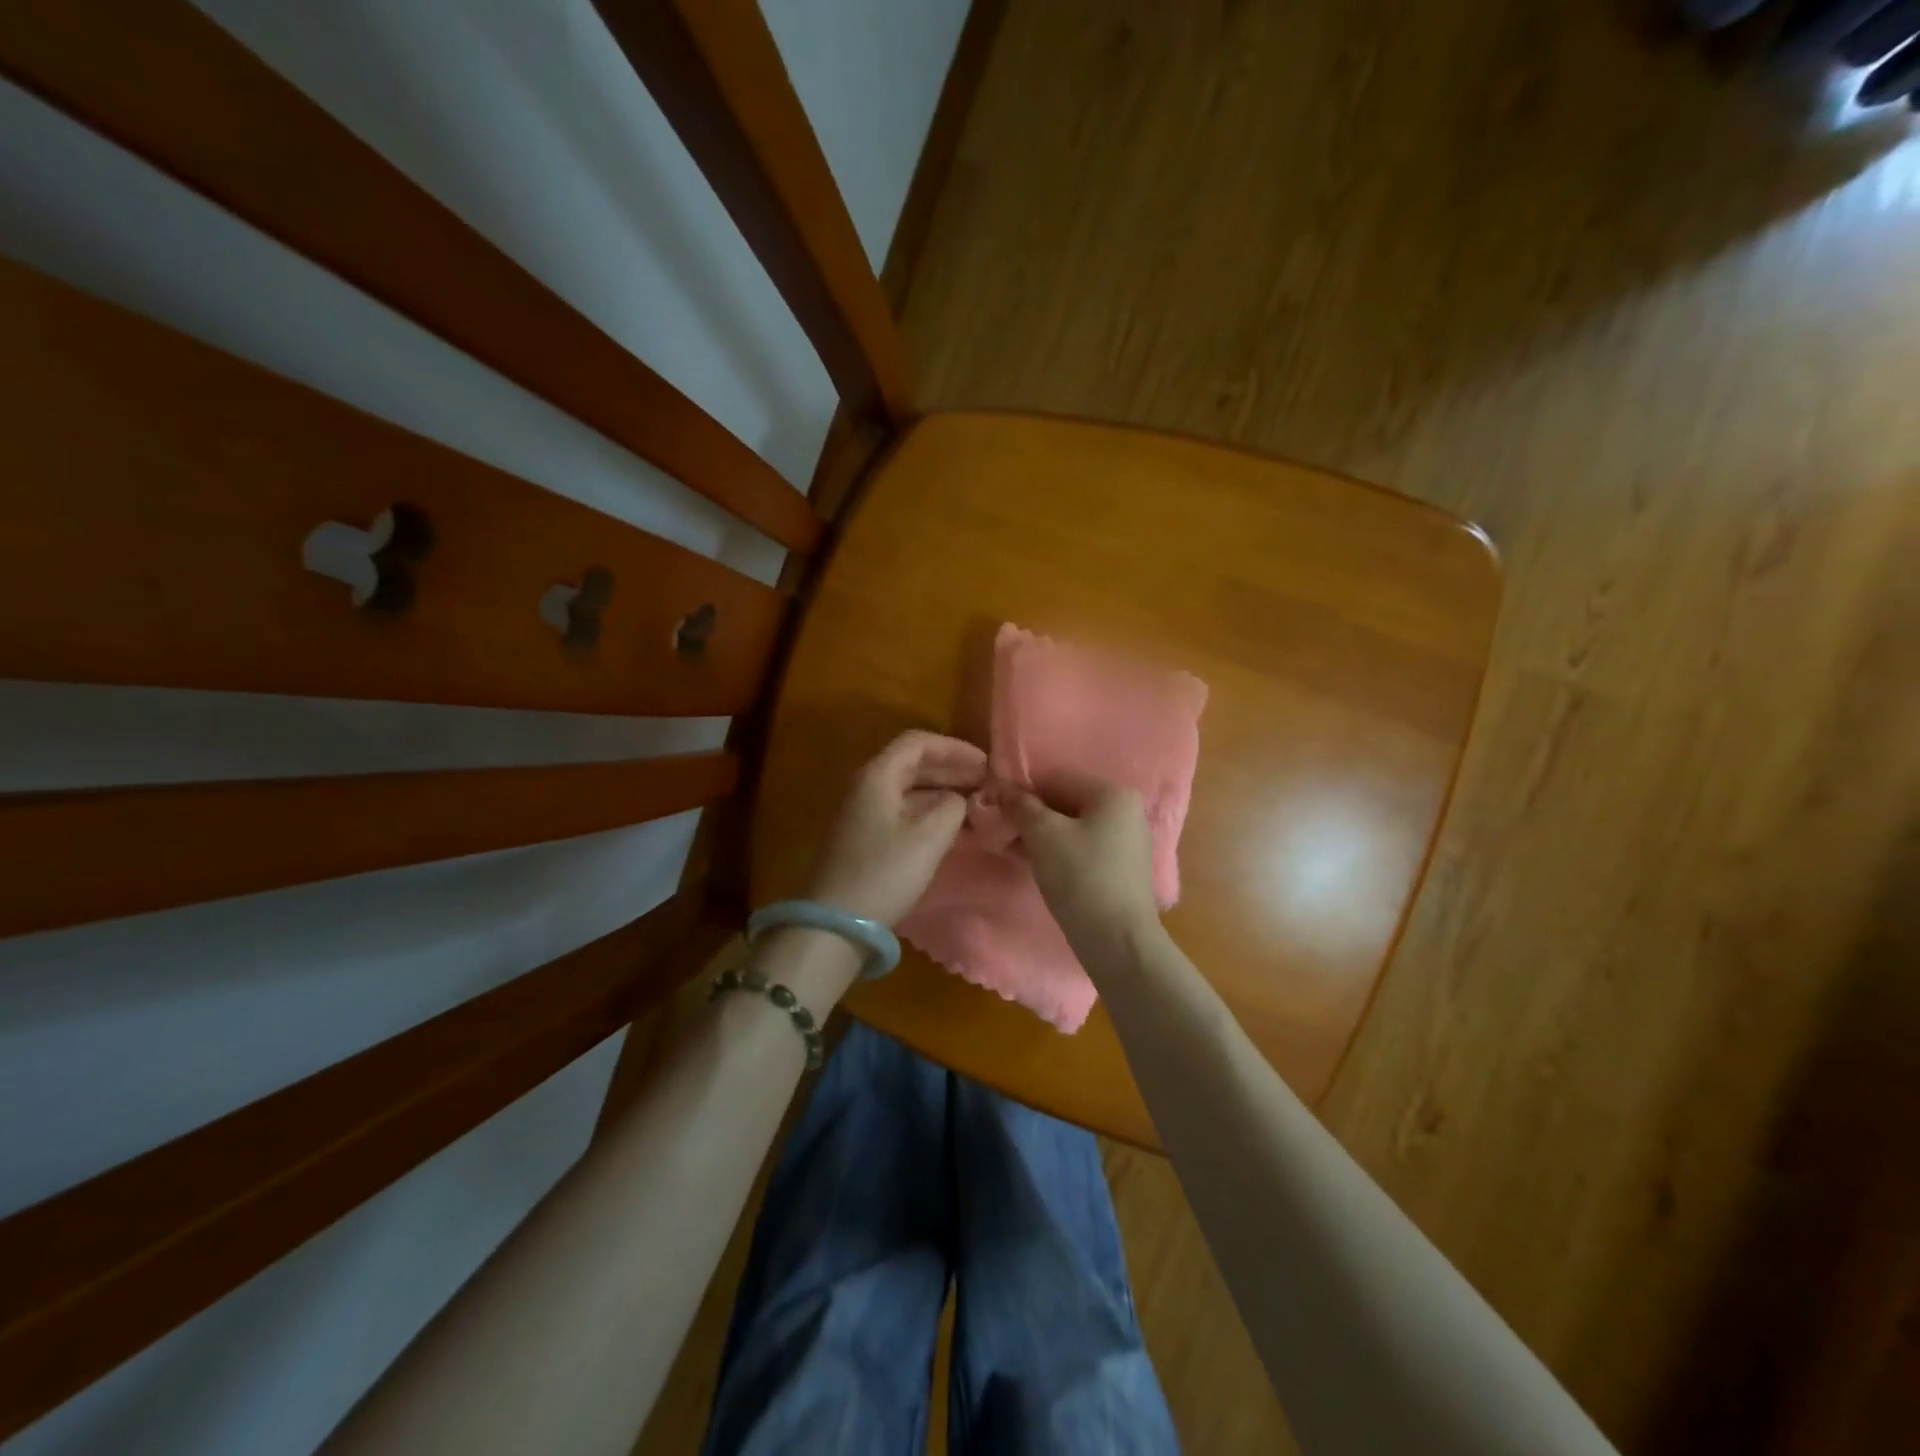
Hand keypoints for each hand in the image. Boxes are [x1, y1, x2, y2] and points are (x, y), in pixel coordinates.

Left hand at [808, 730, 987, 925]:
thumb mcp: (928, 837)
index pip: (918, 743)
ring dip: (944, 792)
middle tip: (988, 783)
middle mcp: (867, 786)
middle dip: (952, 770)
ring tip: (977, 804)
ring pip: (910, 789)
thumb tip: (959, 799)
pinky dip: (931, 812)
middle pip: (914, 764)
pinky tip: (954, 826)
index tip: (986, 763)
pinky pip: (904, 811)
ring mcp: (864, 813)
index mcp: (878, 775)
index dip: (954, 748)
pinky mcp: (866, 837)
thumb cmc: (884, 873)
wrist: (837, 923)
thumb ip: (952, 807)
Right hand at [1007, 772, 1161, 968]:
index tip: (996, 807)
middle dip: (1032, 814)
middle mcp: (1127, 811)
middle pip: (1066, 802)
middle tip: (1002, 830)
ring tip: (1014, 848)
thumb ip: (1021, 806)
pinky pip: (1084, 847)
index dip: (1023, 790)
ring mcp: (1127, 842)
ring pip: (1073, 827)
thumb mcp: (1043, 835)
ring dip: (1042, 834)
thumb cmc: (1080, 876)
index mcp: (1113, 794)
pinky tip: (1036, 863)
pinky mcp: (1122, 869)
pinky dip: (1059, 851)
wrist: (1116, 939)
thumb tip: (1002, 788)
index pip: (1057, 778)